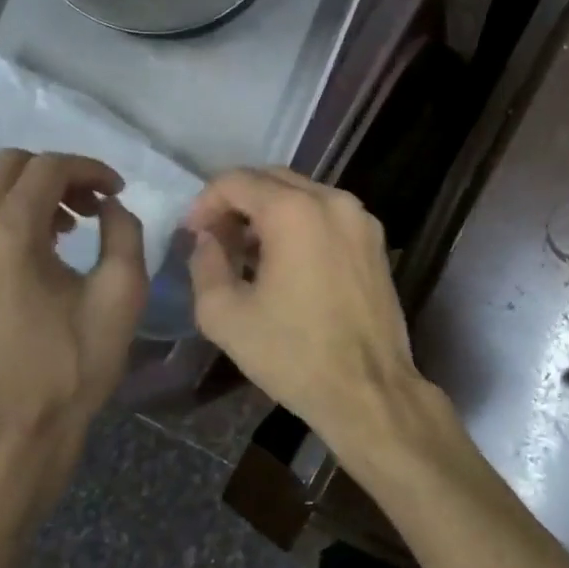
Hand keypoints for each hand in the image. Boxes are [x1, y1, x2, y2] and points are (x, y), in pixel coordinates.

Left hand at [0, 150, 147, 527]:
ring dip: (27, 192)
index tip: (118, 189)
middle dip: (55, 173)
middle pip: (4, 166)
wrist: (16, 429)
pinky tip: (37, 250)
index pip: (46, 169)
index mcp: (9, 237)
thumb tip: (110, 206)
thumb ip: (124, 233)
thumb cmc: (75, 362)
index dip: (89, 169)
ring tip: (68, 225)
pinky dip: (3, 215)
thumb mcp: (122, 293)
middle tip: (93, 202)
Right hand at [185, 168, 442, 469]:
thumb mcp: (225, 314)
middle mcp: (334, 201)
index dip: (205, 202)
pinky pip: (329, 215)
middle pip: (273, 179)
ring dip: (270, 212)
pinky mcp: (376, 241)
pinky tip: (286, 262)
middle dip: (238, 202)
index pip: (237, 180)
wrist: (367, 388)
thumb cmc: (292, 354)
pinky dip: (301, 224)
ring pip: (303, 195)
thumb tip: (207, 238)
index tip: (192, 234)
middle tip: (216, 240)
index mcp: (295, 211)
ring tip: (247, 253)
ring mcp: (361, 219)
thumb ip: (205, 263)